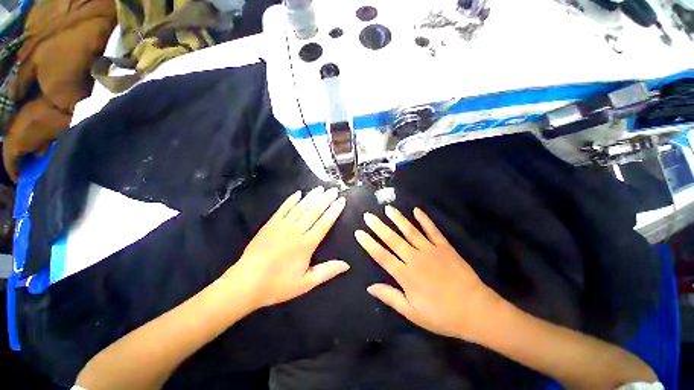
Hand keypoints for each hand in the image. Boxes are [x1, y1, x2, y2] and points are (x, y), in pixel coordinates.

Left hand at [225, 186, 348, 309]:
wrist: (245, 284)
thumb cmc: (277, 285)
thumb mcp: (305, 283)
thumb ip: (327, 271)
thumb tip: (346, 264)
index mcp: (306, 244)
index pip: (324, 223)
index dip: (334, 211)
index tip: (341, 200)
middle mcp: (296, 231)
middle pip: (314, 211)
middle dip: (325, 199)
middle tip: (334, 189)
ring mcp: (282, 225)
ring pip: (300, 207)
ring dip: (311, 197)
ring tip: (320, 188)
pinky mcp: (270, 224)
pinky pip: (283, 208)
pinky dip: (291, 200)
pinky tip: (298, 193)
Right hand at [355, 206, 501, 341]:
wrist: (477, 310)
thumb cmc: (442, 315)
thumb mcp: (413, 313)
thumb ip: (390, 297)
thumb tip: (370, 287)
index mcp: (406, 275)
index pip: (382, 255)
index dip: (369, 243)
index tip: (359, 232)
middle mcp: (415, 258)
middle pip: (392, 239)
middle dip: (378, 226)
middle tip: (368, 215)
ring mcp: (430, 250)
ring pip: (410, 231)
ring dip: (397, 219)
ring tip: (388, 209)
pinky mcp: (444, 246)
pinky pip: (432, 230)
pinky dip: (424, 219)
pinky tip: (416, 210)